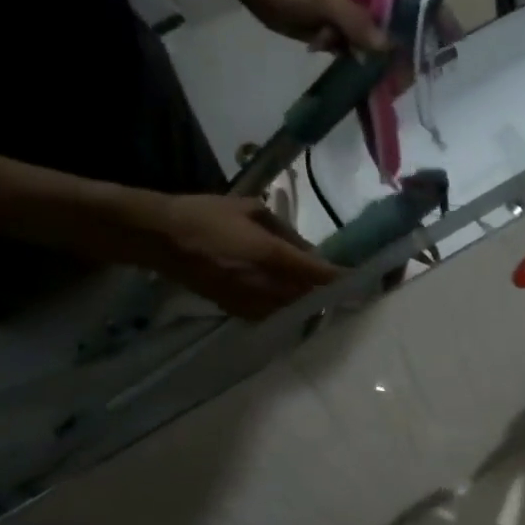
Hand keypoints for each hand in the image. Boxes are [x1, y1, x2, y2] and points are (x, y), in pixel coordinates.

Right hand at [144, 194, 341, 319]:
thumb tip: (311, 252)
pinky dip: (288, 307)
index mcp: (272, 256)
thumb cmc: (205, 215)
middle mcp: (266, 286)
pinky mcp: (239, 312)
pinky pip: (274, 314)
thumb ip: (286, 233)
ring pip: (295, 309)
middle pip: (312, 297)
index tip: (366, 280)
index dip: (344, 279)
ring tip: (323, 293)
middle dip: (331, 293)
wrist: (158, 238)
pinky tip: (290, 297)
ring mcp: (252, 303)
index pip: (320, 274)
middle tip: (350, 287)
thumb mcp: (251, 210)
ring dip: (311, 302)